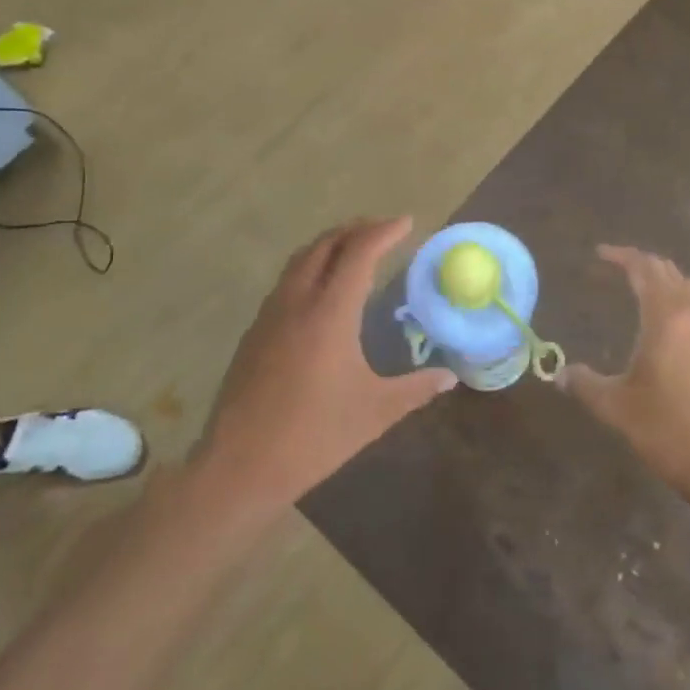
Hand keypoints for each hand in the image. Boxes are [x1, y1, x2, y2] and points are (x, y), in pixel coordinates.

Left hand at [196, 217, 455, 504]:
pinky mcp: (254, 333)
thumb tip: (450, 377)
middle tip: (384, 231)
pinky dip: (310, 268)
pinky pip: (286, 282)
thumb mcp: (375, 412)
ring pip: (300, 260)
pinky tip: (322, 293)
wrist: (239, 466)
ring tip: (354, 251)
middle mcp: (297, 302)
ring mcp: (270, 315)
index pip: (359, 253)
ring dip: (330, 245)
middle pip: (325, 245)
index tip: (408, 223)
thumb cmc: (314, 436)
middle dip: (356, 230)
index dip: (384, 232)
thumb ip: (416, 389)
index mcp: (330, 313)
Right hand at [562, 246, 689, 502]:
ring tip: (650, 296)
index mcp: (668, 317)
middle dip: (647, 267)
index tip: (601, 254)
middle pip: (673, 275)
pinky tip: (682, 335)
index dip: (622, 256)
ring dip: (672, 285)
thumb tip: (561, 374)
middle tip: (623, 269)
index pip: (645, 269)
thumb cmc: (674, 432)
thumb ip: (587, 385)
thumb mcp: (619, 409)